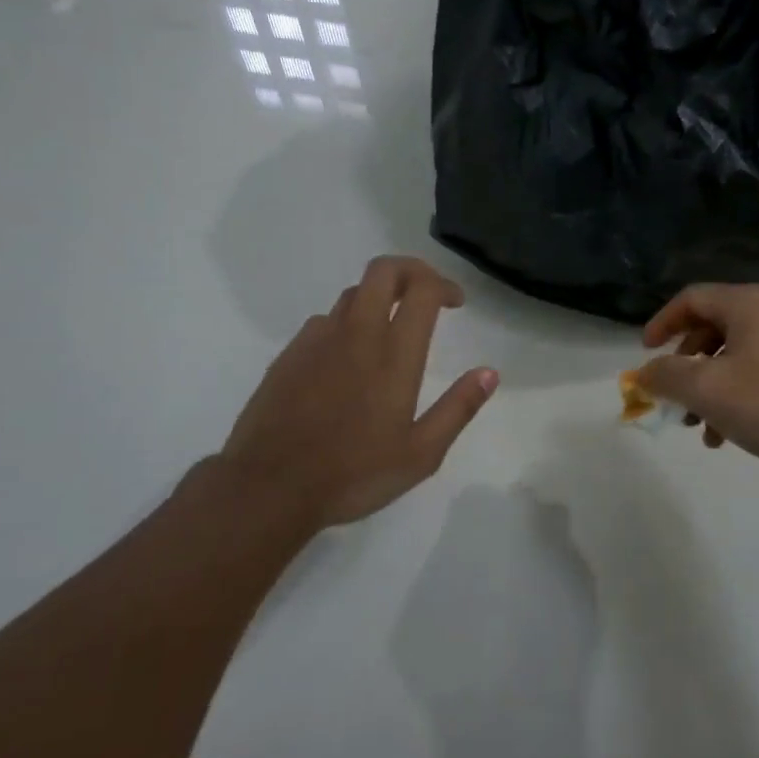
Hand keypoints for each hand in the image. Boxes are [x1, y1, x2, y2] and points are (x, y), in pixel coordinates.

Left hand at [218, 257, 498, 527]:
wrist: (268, 487)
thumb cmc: (353, 474)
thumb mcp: (420, 454)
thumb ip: (458, 409)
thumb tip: (489, 373)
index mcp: (393, 355)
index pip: (421, 289)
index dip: (443, 284)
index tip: (456, 302)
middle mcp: (357, 334)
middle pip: (383, 271)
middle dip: (411, 270)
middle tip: (426, 293)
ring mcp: (318, 340)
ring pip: (353, 294)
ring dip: (379, 297)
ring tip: (390, 327)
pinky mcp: (290, 354)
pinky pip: (324, 321)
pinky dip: (346, 324)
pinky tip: (347, 358)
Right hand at [637, 283, 758, 483]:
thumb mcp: (709, 390)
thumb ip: (667, 376)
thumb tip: (643, 373)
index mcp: (750, 303)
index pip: (692, 298)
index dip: (662, 323)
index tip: (645, 354)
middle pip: (713, 327)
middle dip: (685, 364)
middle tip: (673, 395)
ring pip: (735, 355)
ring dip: (709, 387)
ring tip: (699, 427)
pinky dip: (737, 395)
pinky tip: (729, 435)